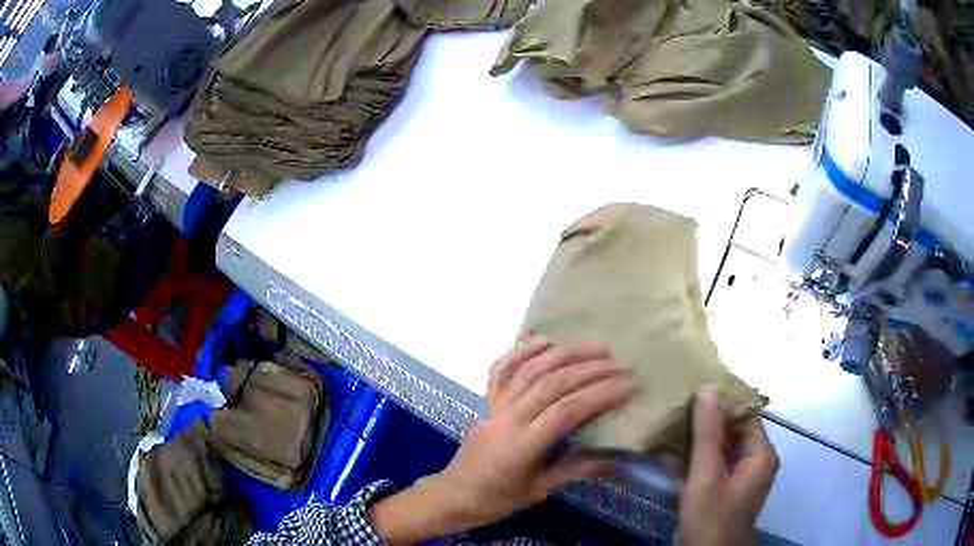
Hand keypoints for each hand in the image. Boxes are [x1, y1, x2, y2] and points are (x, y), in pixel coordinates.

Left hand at [370, 337, 634, 542]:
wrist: (454, 494)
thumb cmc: (497, 498)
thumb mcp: (541, 490)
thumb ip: (578, 471)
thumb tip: (619, 459)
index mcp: (523, 444)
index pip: (569, 410)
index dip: (601, 395)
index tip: (630, 387)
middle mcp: (509, 417)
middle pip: (554, 383)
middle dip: (592, 370)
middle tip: (622, 364)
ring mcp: (495, 404)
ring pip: (532, 369)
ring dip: (566, 353)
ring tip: (597, 347)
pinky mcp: (486, 400)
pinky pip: (502, 368)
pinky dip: (522, 349)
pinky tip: (545, 339)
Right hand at [678, 392, 778, 545]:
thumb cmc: (711, 518)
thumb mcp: (707, 476)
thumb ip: (707, 435)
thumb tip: (708, 391)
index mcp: (761, 454)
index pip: (745, 414)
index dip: (723, 400)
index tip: (695, 388)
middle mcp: (756, 461)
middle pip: (734, 430)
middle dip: (708, 420)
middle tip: (678, 405)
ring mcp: (741, 477)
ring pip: (722, 448)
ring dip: (699, 439)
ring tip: (672, 424)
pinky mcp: (726, 490)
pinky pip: (715, 465)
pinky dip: (697, 459)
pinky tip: (673, 455)